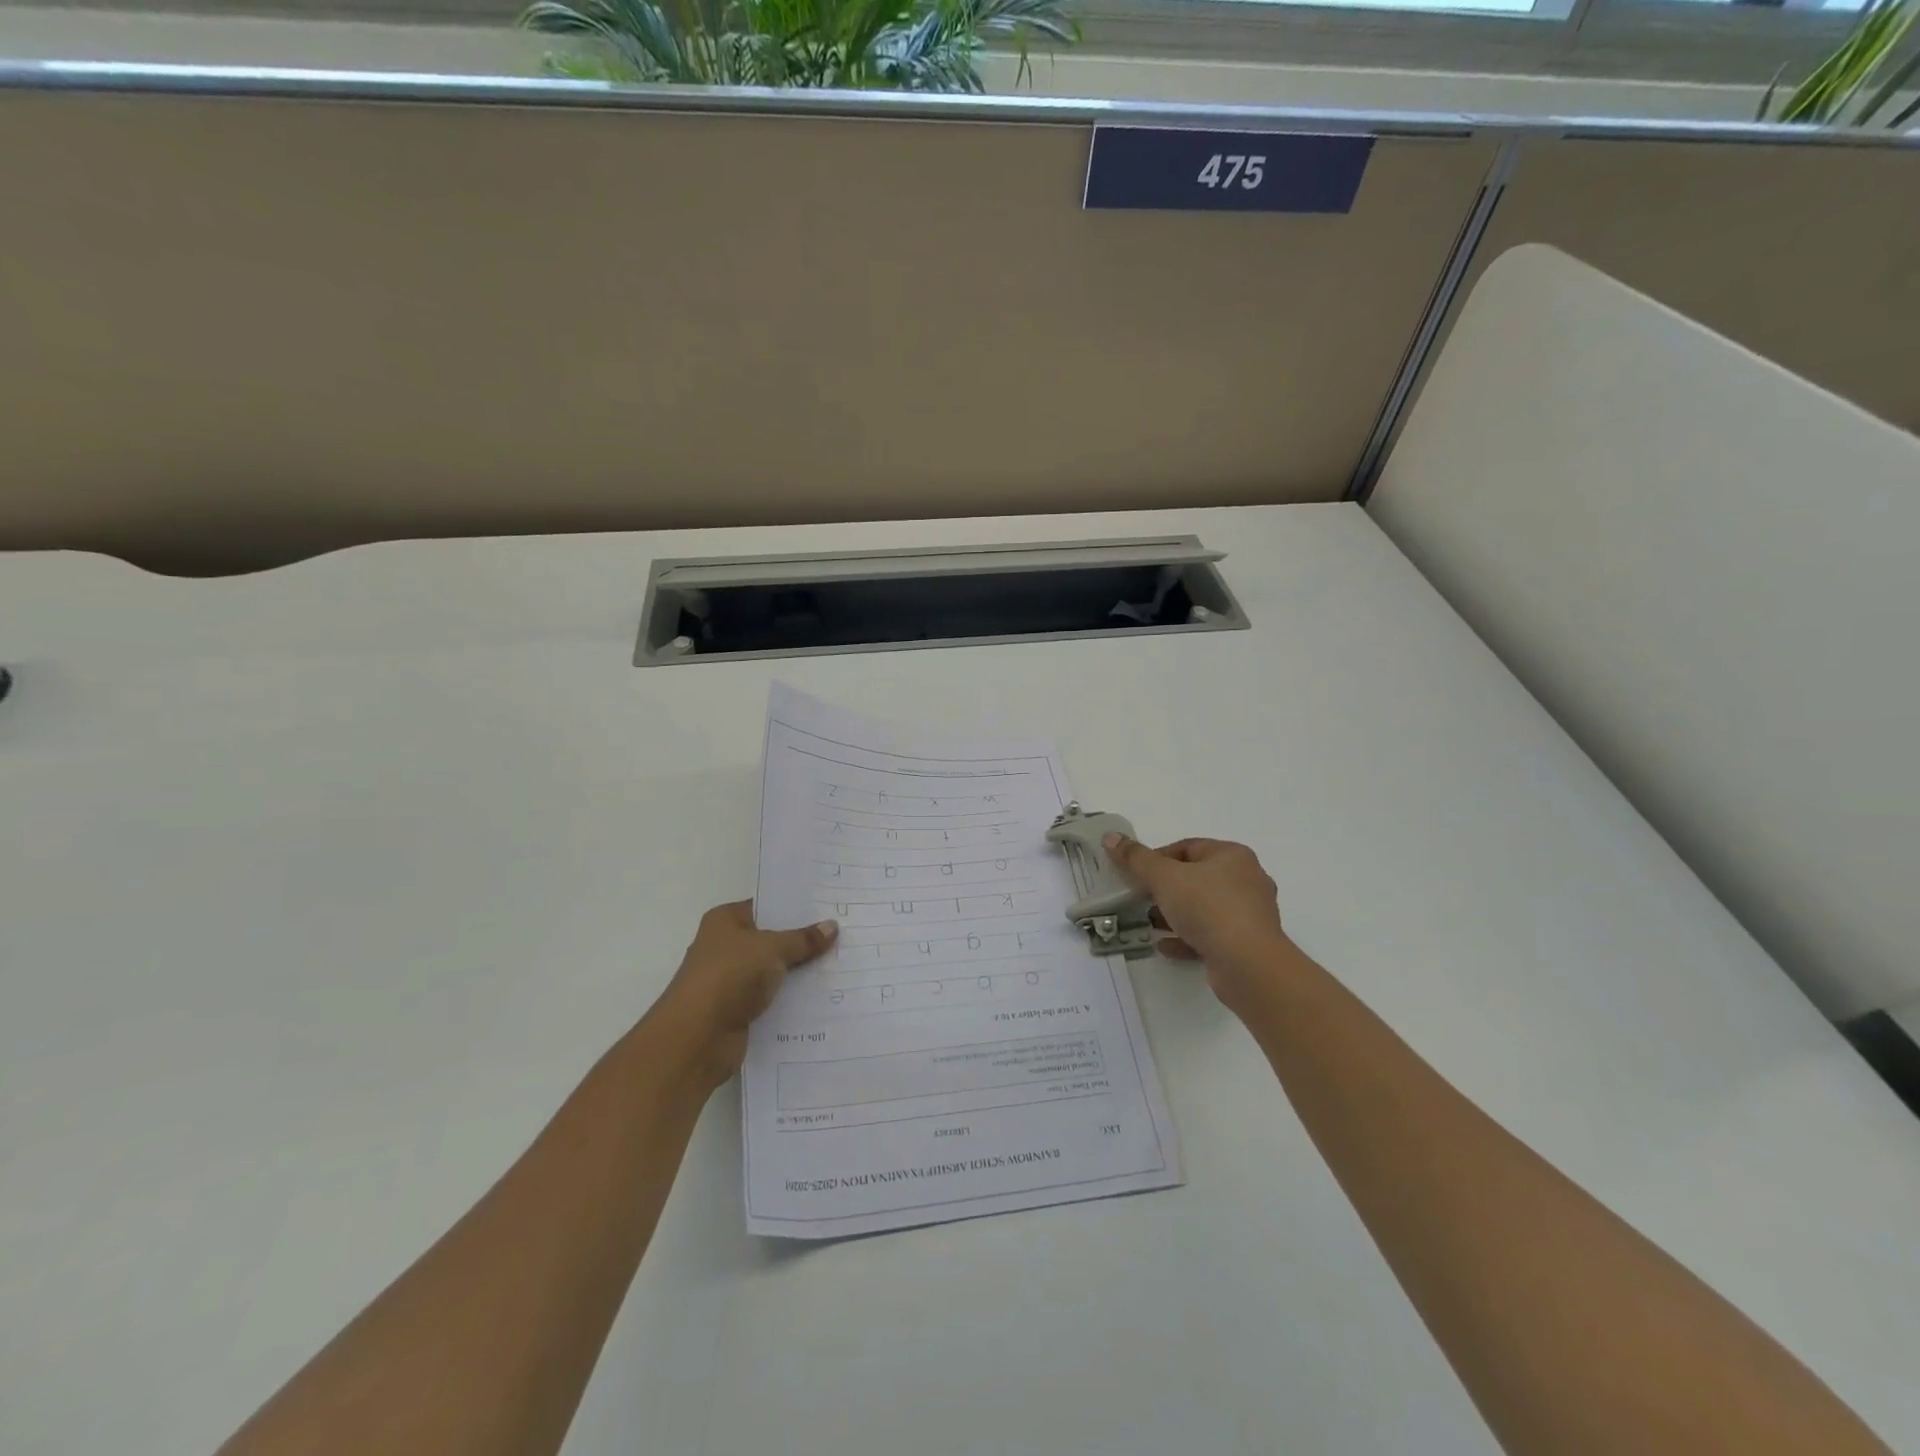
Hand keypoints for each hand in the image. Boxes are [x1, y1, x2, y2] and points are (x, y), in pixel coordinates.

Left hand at [650, 901, 836, 1090]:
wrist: (697, 1038)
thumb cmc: (730, 975)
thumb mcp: (772, 948)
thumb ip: (802, 939)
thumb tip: (831, 926)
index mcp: (725, 921)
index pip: (765, 906)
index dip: (795, 908)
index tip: (828, 907)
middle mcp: (725, 947)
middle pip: (771, 940)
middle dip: (802, 941)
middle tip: (843, 935)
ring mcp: (731, 981)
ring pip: (774, 972)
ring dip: (800, 973)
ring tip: (842, 965)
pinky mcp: (738, 1012)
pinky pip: (772, 1000)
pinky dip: (792, 1000)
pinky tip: (824, 997)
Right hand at [1104, 835, 1292, 1012]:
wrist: (1248, 965)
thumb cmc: (1208, 908)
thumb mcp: (1164, 877)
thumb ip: (1136, 858)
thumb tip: (1111, 837)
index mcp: (1233, 856)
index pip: (1187, 848)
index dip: (1158, 858)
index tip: (1137, 875)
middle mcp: (1246, 880)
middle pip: (1196, 878)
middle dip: (1165, 889)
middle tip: (1141, 898)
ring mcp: (1249, 914)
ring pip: (1204, 908)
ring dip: (1175, 915)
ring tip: (1149, 923)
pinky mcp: (1247, 944)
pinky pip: (1211, 935)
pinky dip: (1187, 937)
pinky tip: (1165, 946)